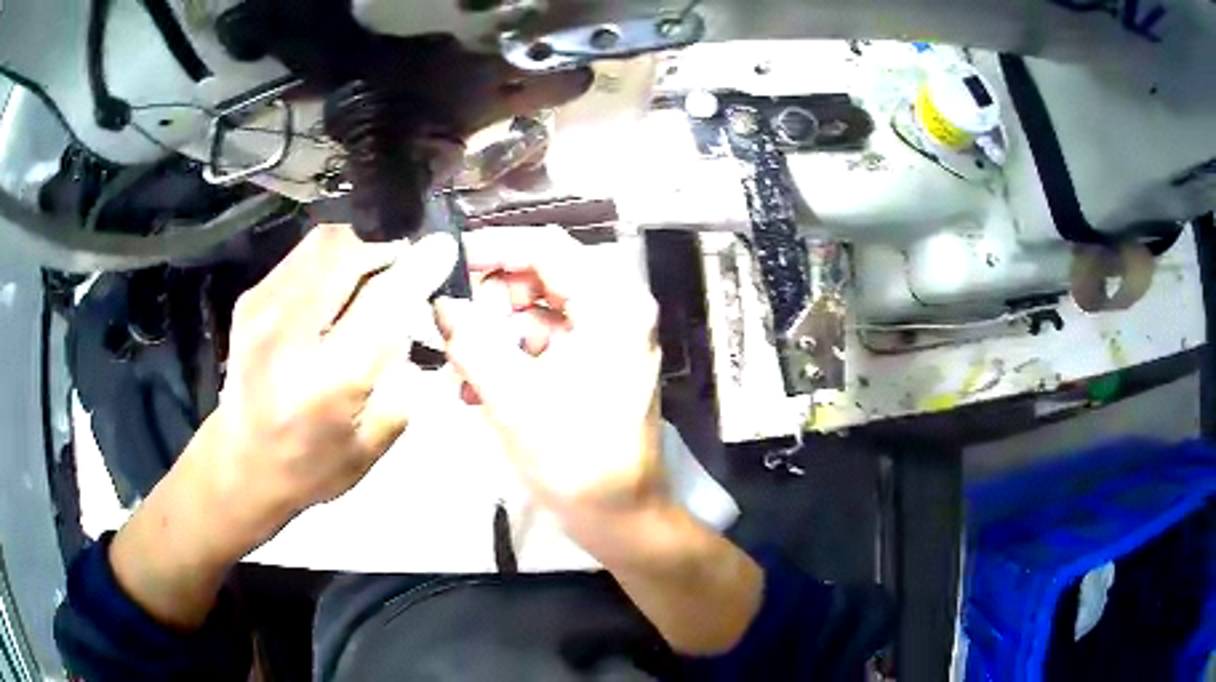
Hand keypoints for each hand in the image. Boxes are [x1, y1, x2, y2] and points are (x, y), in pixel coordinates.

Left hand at [206, 224, 457, 535]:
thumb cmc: (312, 466)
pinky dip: (328, 261)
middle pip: (347, 253)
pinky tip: (332, 291)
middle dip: (384, 253)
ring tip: (366, 280)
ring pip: (323, 243)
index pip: (382, 302)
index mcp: (327, 380)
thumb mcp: (371, 443)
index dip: (417, 268)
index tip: (443, 248)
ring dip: (356, 252)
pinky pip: (301, 255)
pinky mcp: (249, 300)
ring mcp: (262, 309)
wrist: (242, 465)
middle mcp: (290, 333)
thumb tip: (411, 313)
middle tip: (399, 273)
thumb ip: (397, 377)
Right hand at [436, 227, 763, 654]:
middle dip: (489, 299)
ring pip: (537, 312)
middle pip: (541, 277)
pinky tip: (474, 388)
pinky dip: (510, 358)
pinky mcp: (594, 365)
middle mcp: (616, 311)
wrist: (620, 518)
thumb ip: (471, 342)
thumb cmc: (575, 460)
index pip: (546, 248)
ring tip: (456, 366)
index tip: (447, 263)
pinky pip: (544, 343)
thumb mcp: (514, 398)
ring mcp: (607, 339)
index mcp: (611, 305)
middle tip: (448, 323)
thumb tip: (440, 302)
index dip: (493, 248)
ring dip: (494, 334)